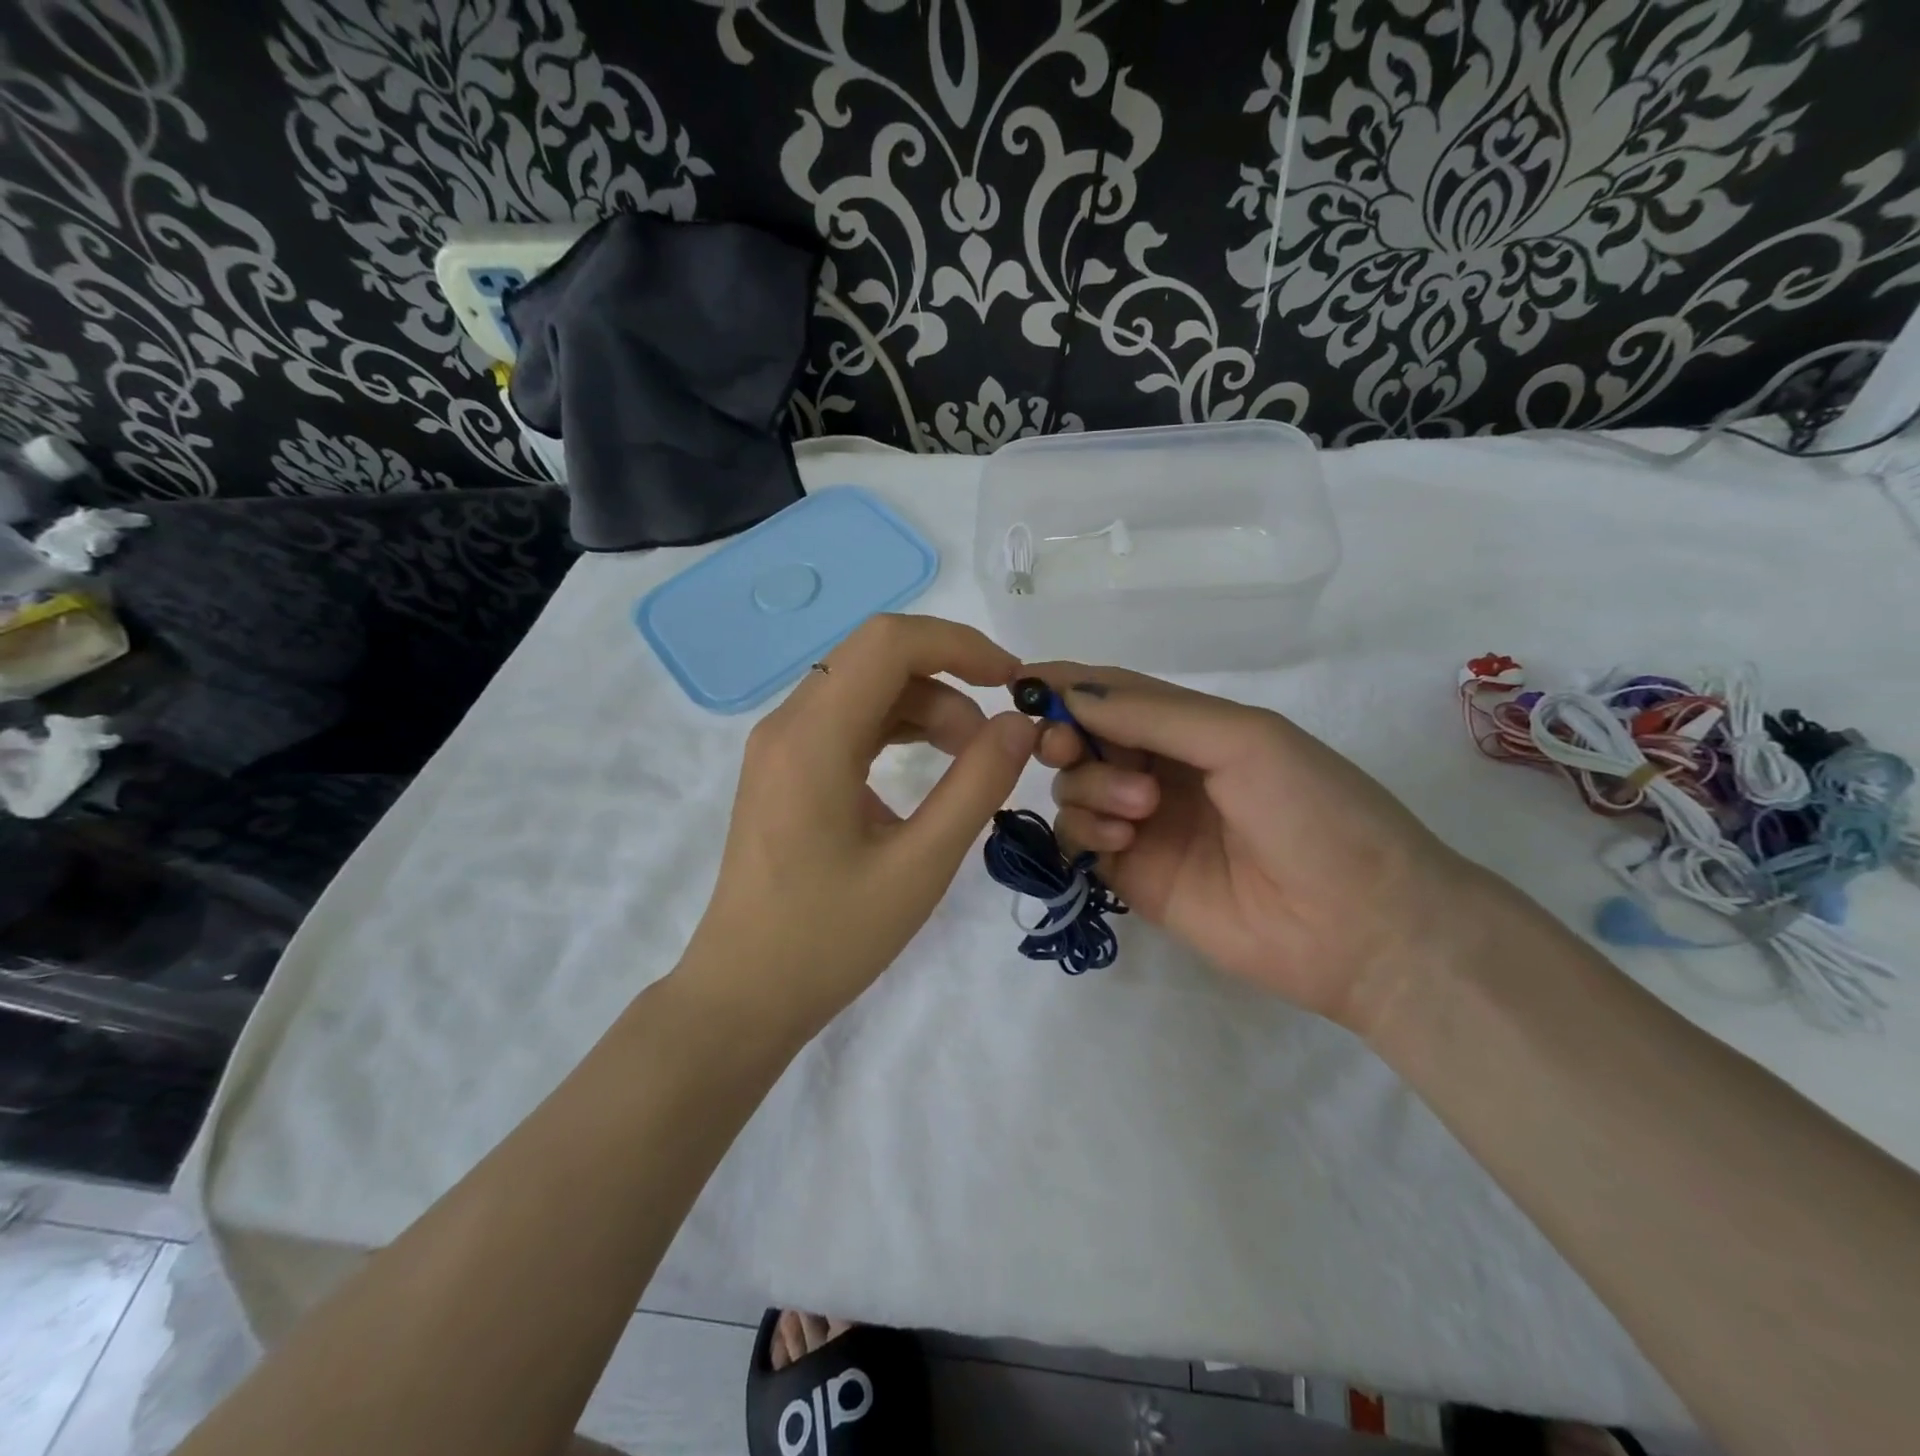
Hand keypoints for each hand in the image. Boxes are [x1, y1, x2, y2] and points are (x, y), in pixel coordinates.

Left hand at [682, 616, 1038, 1039]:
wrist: (744, 994)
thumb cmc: (830, 939)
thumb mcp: (920, 865)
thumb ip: (977, 785)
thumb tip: (1020, 724)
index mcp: (813, 737)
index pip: (889, 642)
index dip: (959, 644)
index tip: (1011, 681)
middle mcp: (788, 724)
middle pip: (877, 657)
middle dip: (948, 680)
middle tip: (994, 739)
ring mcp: (781, 745)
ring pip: (865, 687)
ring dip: (925, 707)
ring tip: (970, 761)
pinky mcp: (785, 769)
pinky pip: (847, 721)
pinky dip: (896, 729)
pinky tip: (926, 772)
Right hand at [1030, 666, 1484, 1033]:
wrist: (1361, 926)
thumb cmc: (1314, 811)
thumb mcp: (1243, 740)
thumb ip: (1154, 714)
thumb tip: (1071, 693)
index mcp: (1193, 727)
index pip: (1115, 693)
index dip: (1067, 683)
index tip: (1019, 681)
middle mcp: (1161, 769)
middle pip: (1082, 738)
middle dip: (1064, 735)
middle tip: (1066, 746)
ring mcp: (1144, 824)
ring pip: (1073, 787)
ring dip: (1088, 785)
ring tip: (1139, 809)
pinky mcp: (1132, 875)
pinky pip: (1079, 839)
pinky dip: (1084, 829)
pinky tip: (1122, 840)